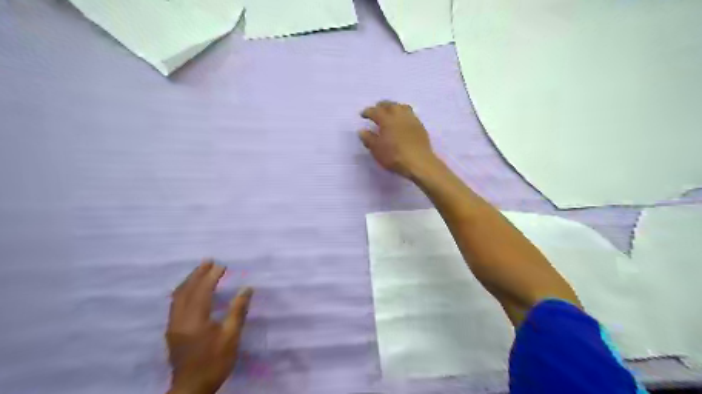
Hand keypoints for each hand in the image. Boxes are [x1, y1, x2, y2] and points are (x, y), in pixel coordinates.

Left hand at [167, 261, 253, 393]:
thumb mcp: (231, 336)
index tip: (222, 265)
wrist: (192, 388)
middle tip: (208, 261)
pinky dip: (183, 291)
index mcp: (195, 319)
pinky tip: (189, 289)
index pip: (202, 291)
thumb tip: (247, 288)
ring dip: (189, 281)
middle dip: (197, 274)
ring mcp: (173, 325)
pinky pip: (175, 304)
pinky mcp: (172, 331)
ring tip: (200, 270)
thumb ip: (237, 310)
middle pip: (186, 291)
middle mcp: (180, 319)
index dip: (211, 276)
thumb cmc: (215, 361)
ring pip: (178, 297)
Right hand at [359, 100, 437, 178]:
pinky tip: (402, 122)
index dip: (368, 112)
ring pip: (402, 107)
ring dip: (394, 107)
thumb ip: (368, 138)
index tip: (363, 114)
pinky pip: (410, 115)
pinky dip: (404, 114)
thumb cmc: (394, 156)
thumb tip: (362, 131)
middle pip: (390, 105)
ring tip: (391, 112)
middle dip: (382, 106)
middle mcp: (399, 115)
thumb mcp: (376, 149)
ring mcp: (411, 120)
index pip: (375, 111)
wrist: (419, 162)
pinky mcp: (420, 127)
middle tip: (377, 109)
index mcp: (386, 119)